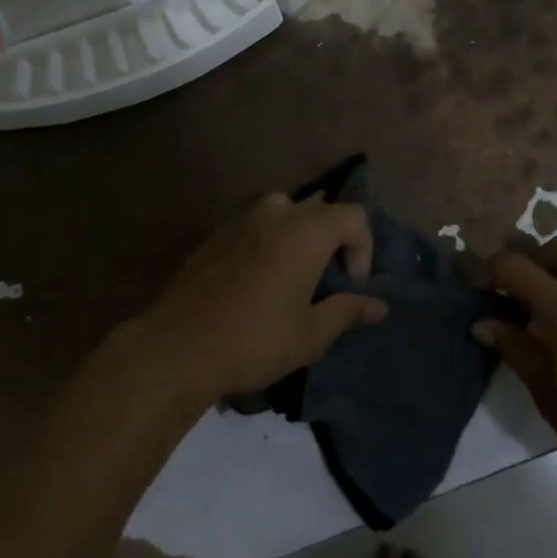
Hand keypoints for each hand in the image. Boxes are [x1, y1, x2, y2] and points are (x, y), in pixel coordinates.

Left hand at [147, 194, 386, 401]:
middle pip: (320, 211)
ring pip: (286, 213)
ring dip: (299, 238)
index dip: (363, 248)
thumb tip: (379, 305)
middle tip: (325, 283)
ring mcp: (242, 217)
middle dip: (332, 241)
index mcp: (306, 230)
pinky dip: (269, 242)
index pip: (355, 216)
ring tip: (293, 279)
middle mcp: (277, 212)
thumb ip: (347, 312)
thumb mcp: (310, 335)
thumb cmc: (254, 340)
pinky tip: (258, 281)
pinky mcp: (217, 232)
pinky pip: (256, 225)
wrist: (177, 346)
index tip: (350, 286)